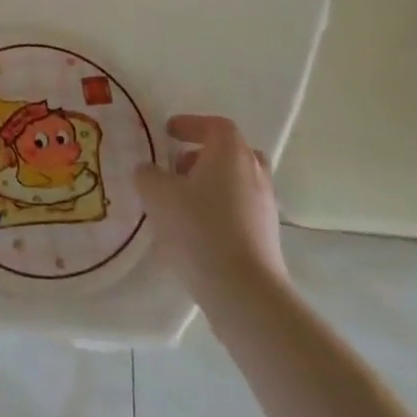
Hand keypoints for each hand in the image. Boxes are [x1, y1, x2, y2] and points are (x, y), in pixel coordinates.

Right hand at [136, 114, 287, 312]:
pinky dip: (221, 209)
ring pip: (238, 182)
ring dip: (212, 184)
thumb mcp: (157, 194)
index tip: (168, 133)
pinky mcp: (268, 236)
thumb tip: (149, 171)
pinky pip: (242, 209)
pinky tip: (198, 229)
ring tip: (183, 202)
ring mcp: (265, 205)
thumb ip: (148, 175)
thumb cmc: (198, 228)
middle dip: (204, 155)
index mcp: (230, 152)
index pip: (214, 125)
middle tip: (179, 167)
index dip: (190, 125)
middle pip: (232, 152)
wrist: (244, 290)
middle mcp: (254, 172)